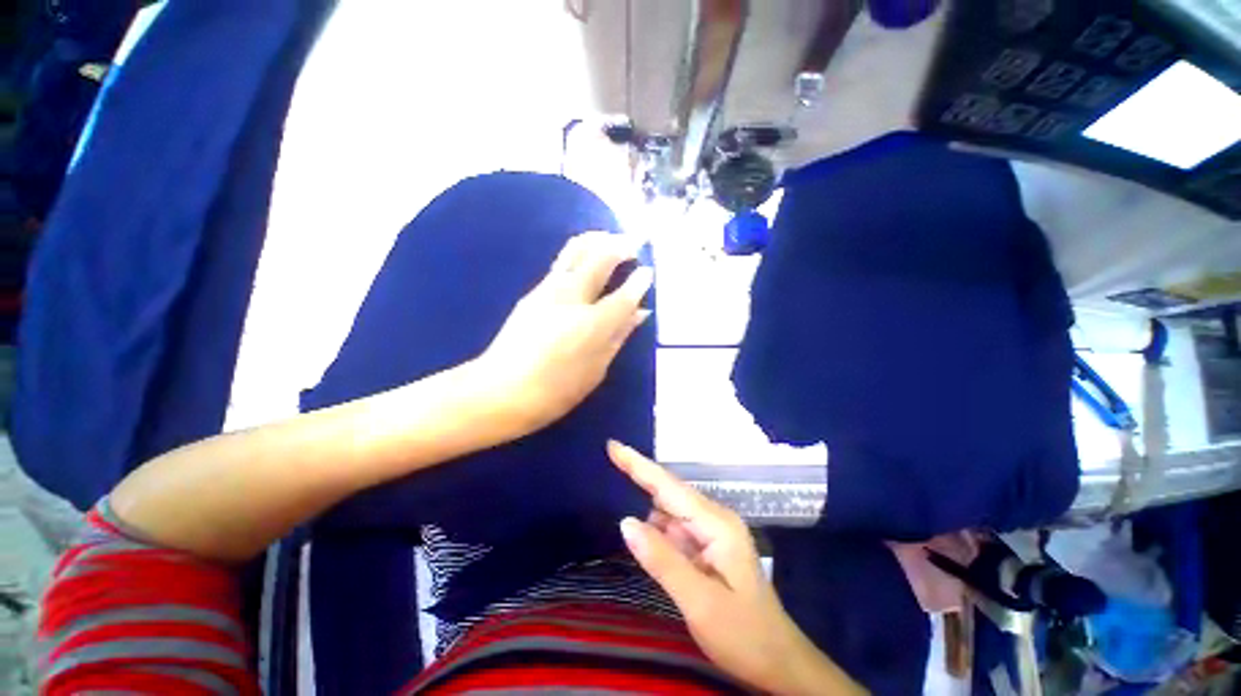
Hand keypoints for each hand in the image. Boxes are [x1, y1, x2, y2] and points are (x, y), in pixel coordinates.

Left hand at [476, 232, 653, 435]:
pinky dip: (579, 252)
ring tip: (612, 238)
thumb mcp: (597, 369)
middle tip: (636, 241)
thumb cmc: (556, 390)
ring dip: (598, 240)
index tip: (649, 271)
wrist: (501, 391)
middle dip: (622, 246)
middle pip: (601, 259)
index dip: (640, 281)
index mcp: (594, 323)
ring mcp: (549, 290)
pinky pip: (562, 262)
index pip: (625, 294)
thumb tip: (639, 313)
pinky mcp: (533, 292)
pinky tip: (586, 257)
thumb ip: (619, 336)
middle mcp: (573, 297)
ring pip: (576, 251)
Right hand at [608, 441, 865, 694]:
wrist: (780, 665)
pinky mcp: (707, 549)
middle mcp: (714, 520)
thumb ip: (662, 560)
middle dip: (639, 476)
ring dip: (646, 504)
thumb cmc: (745, 636)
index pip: (669, 486)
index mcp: (717, 524)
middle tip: (609, 459)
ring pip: (670, 511)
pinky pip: (674, 530)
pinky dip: (656, 528)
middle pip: (668, 492)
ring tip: (617, 487)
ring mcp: (712, 533)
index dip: (639, 464)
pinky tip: (642, 531)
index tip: (613, 445)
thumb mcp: (700, 603)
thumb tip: (625, 522)